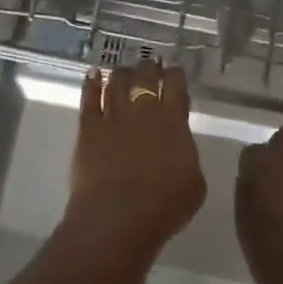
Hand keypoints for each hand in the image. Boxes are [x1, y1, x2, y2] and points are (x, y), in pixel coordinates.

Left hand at [68, 61, 205, 252]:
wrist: (118, 217)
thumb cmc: (164, 206)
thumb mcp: (194, 183)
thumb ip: (187, 156)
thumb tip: (180, 147)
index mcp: (173, 122)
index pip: (176, 85)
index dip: (175, 74)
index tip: (174, 72)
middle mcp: (143, 112)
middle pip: (145, 77)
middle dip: (148, 68)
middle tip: (149, 65)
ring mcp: (112, 117)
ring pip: (116, 83)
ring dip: (121, 73)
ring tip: (123, 70)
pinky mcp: (88, 129)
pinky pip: (89, 99)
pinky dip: (91, 83)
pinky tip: (93, 74)